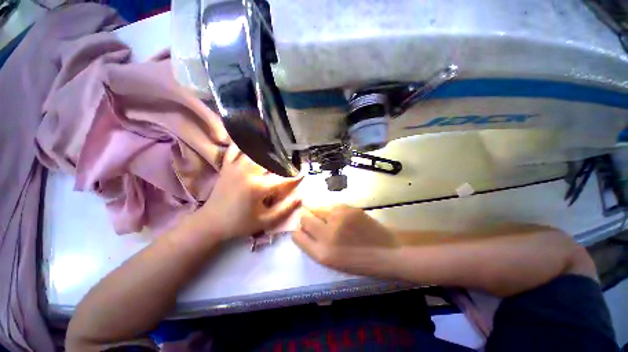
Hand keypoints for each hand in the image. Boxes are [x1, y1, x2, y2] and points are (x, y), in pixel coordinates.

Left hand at [192, 144, 301, 239]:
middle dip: (282, 157)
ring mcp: (235, 167)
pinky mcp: (227, 166)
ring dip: (265, 146)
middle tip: (290, 159)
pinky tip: (250, 139)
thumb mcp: (265, 221)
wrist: (211, 222)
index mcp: (258, 187)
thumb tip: (301, 197)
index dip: (296, 177)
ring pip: (253, 149)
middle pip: (269, 158)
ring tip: (275, 145)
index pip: (283, 179)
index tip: (304, 174)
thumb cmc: (240, 223)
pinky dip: (242, 142)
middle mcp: (247, 173)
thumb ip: (285, 209)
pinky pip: (234, 148)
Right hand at [293, 205, 399, 276]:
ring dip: (318, 212)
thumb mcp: (331, 261)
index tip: (302, 230)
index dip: (298, 231)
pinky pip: (330, 205)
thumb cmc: (357, 261)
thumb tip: (302, 229)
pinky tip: (340, 217)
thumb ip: (314, 245)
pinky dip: (331, 210)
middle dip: (305, 218)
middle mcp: (327, 234)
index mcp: (322, 254)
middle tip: (314, 221)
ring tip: (329, 219)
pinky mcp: (348, 208)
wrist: (386, 251)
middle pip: (304, 218)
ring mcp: (338, 219)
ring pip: (316, 208)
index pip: (297, 236)